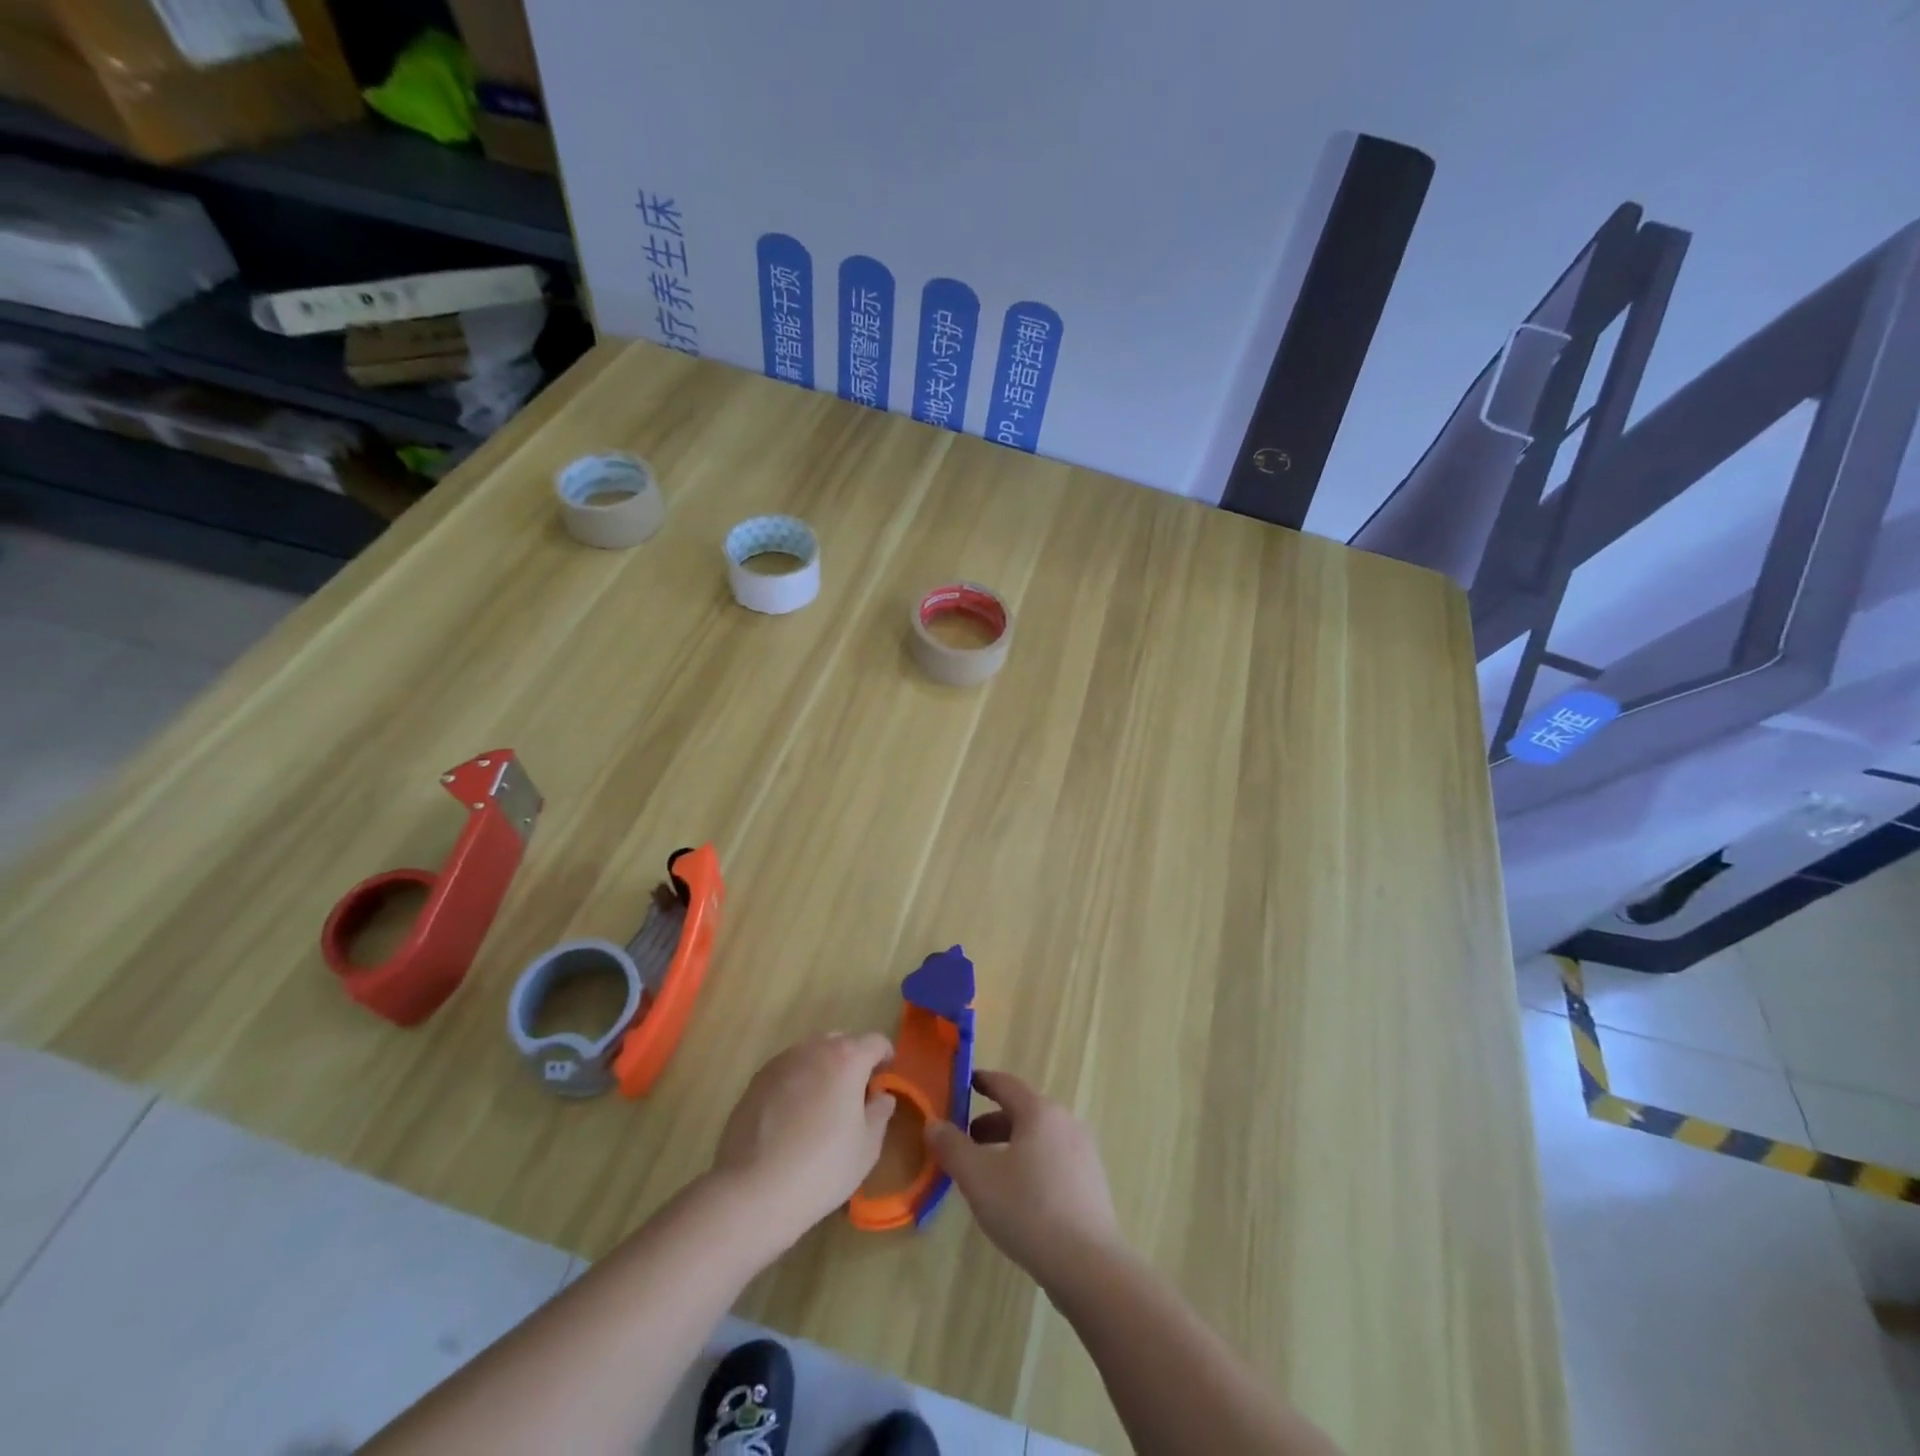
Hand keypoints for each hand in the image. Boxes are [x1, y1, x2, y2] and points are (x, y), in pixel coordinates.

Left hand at [709, 1033, 895, 1252]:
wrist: (753, 1191)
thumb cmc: (822, 1168)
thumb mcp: (866, 1148)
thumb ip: (880, 1113)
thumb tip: (881, 1096)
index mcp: (847, 1059)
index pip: (875, 1042)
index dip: (885, 1056)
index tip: (886, 1077)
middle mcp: (814, 1049)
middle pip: (842, 1041)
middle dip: (853, 1060)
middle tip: (855, 1093)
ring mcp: (781, 1062)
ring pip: (811, 1054)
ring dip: (823, 1069)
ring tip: (822, 1104)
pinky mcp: (756, 1080)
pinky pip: (787, 1070)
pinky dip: (798, 1082)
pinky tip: (793, 1117)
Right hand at [925, 1069, 1121, 1281]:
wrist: (1089, 1265)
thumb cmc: (1028, 1209)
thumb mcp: (978, 1178)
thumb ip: (952, 1147)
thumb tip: (933, 1123)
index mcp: (1040, 1111)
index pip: (1006, 1084)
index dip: (982, 1081)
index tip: (965, 1083)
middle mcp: (1066, 1122)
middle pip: (1023, 1112)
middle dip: (992, 1123)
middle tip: (967, 1141)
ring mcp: (1084, 1152)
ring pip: (1039, 1138)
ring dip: (1011, 1146)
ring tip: (989, 1173)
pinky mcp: (1092, 1183)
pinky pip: (1054, 1160)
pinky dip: (1032, 1164)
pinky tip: (1020, 1197)